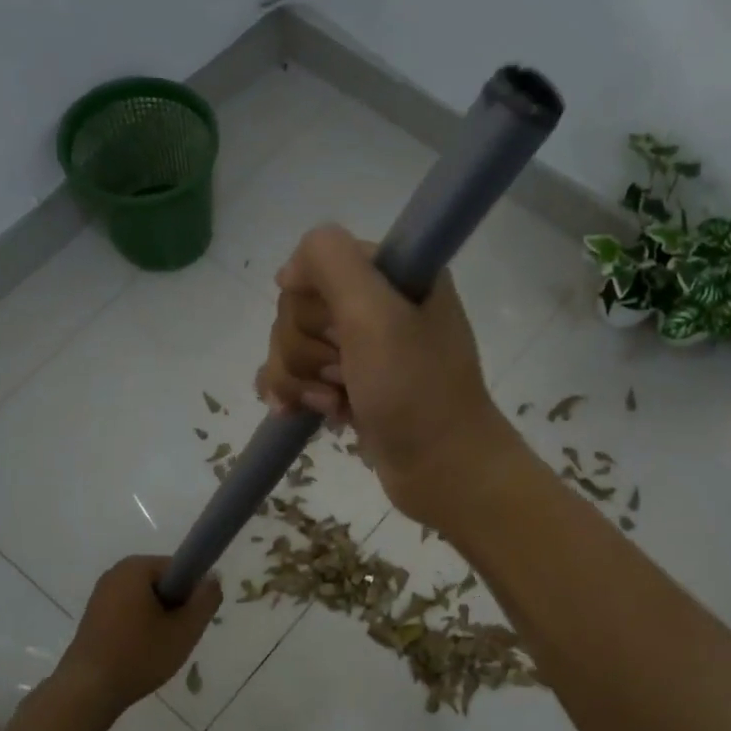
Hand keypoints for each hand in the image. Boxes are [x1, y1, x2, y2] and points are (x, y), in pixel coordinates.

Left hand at [56, 556, 220, 721]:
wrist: (87, 692)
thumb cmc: (139, 656)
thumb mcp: (185, 629)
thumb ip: (206, 599)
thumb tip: (213, 576)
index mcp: (136, 568)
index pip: (179, 568)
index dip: (192, 593)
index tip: (190, 620)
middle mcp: (115, 573)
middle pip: (162, 583)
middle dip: (175, 607)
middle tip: (177, 637)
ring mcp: (101, 595)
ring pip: (146, 600)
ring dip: (158, 620)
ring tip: (158, 649)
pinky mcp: (93, 616)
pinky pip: (128, 613)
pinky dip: (139, 629)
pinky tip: (139, 654)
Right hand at [254, 225, 523, 527]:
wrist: (442, 469)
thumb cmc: (414, 391)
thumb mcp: (375, 314)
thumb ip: (329, 261)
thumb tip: (288, 271)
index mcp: (394, 275)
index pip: (318, 264)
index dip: (314, 304)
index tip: (337, 335)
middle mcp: (379, 305)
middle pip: (300, 308)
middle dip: (307, 350)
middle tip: (343, 377)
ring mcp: (363, 349)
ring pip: (293, 345)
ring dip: (301, 379)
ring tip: (333, 405)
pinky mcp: (349, 387)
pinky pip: (297, 376)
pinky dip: (293, 394)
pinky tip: (295, 413)